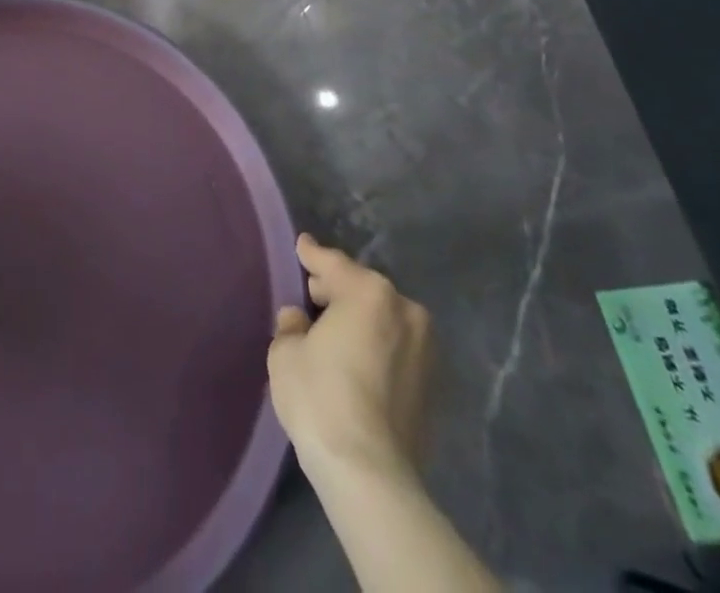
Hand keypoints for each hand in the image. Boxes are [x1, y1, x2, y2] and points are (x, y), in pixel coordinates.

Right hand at [267, 233, 432, 484]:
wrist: (370, 473)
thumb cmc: (320, 398)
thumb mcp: (286, 352)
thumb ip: (292, 325)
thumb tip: (299, 320)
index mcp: (368, 291)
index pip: (332, 263)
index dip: (311, 254)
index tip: (302, 245)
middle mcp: (404, 310)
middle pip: (362, 288)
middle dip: (337, 290)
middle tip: (311, 295)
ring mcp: (425, 349)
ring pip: (382, 319)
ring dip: (359, 320)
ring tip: (332, 332)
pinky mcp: (433, 385)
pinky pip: (395, 349)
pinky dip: (375, 347)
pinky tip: (354, 361)